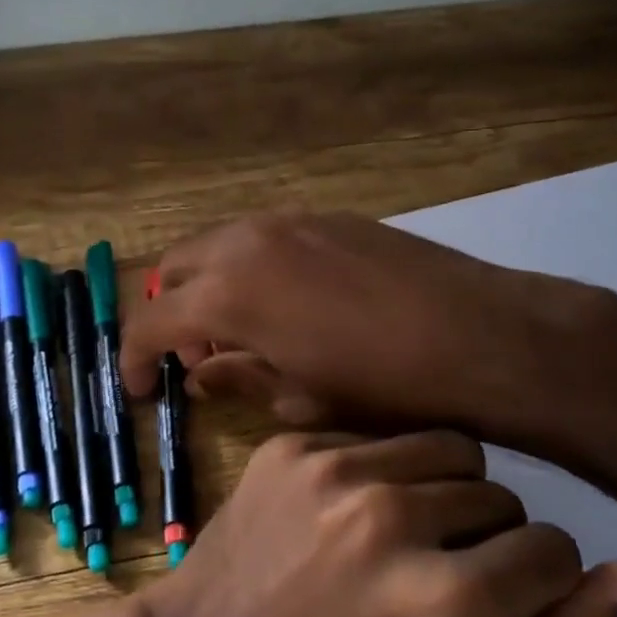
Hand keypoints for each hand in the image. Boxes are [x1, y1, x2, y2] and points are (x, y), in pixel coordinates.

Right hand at [120, 212, 616, 446]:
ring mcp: (289, 221)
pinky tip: (287, 306)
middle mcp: (246, 243)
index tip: (139, 389)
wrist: (482, 337)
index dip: (135, 358)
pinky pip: (261, 238)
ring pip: (217, 246)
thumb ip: (238, 379)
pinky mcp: (327, 217)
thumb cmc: (384, 386)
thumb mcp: (300, 399)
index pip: (151, 321)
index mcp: (229, 294)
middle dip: (171, 314)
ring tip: (242, 333)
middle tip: (197, 359)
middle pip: (174, 268)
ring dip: (209, 287)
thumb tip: (200, 375)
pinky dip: (248, 269)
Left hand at [142, 429, 616, 616]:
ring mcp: (333, 469)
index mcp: (447, 603)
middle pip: (501, 494)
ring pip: (446, 449)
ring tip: (401, 542)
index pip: (555, 549)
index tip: (495, 608)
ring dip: (443, 493)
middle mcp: (393, 515)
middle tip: (437, 581)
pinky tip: (345, 521)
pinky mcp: (290, 446)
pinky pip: (377, 438)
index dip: (535, 585)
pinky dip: (381, 474)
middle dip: (489, 539)